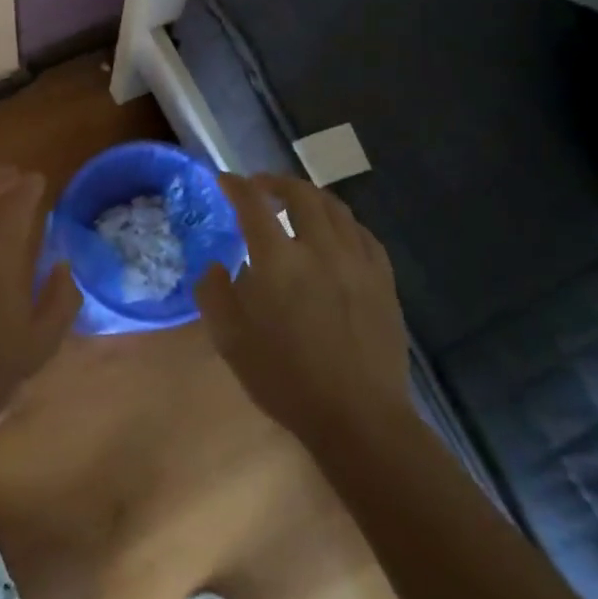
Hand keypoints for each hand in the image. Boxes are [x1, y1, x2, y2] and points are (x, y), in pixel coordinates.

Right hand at [196, 174, 409, 437]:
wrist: (358, 418)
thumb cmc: (285, 379)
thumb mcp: (230, 340)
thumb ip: (214, 293)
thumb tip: (215, 266)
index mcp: (278, 260)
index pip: (253, 204)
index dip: (236, 186)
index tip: (224, 180)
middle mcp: (320, 248)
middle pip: (300, 194)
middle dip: (276, 182)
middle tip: (260, 186)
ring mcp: (357, 262)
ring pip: (336, 208)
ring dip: (310, 196)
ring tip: (296, 203)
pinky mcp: (383, 280)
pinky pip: (363, 234)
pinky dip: (343, 222)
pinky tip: (336, 234)